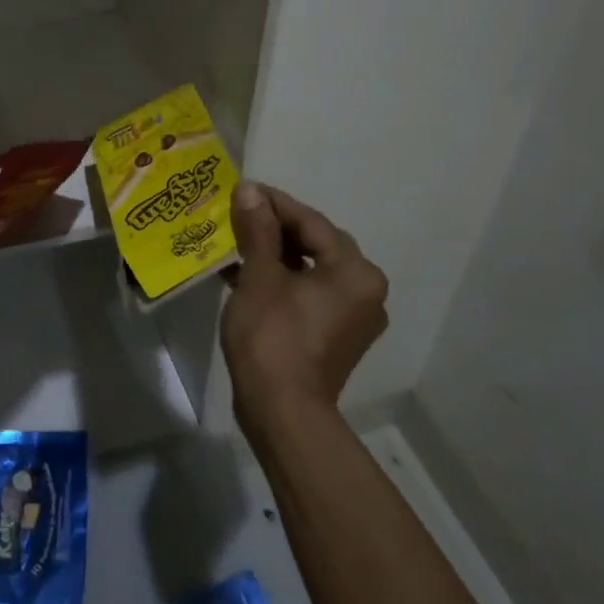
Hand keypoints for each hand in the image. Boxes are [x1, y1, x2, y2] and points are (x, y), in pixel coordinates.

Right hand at [223, 182, 388, 442]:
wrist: (282, 413)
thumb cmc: (273, 338)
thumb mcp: (260, 277)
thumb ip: (258, 230)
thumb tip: (250, 190)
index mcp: (355, 272)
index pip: (312, 223)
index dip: (275, 204)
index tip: (243, 190)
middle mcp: (365, 291)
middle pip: (316, 245)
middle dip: (275, 229)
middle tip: (240, 215)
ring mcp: (354, 318)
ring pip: (312, 271)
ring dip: (276, 256)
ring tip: (237, 244)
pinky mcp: (336, 338)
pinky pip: (310, 295)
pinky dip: (283, 283)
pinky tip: (246, 277)